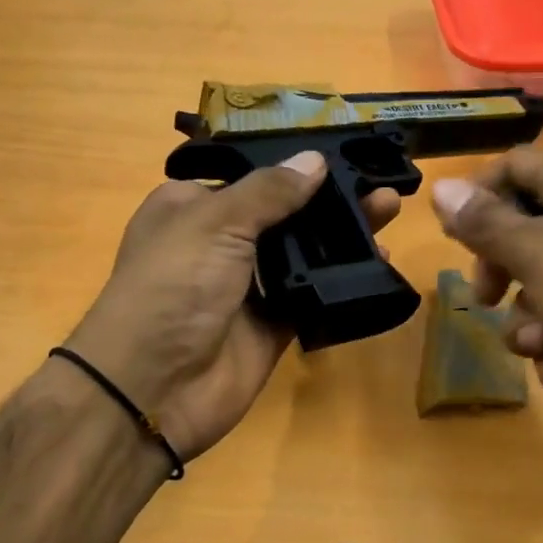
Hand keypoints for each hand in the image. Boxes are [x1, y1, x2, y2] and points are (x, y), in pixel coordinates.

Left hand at [66, 151, 400, 460]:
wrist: (154, 388)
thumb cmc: (173, 287)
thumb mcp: (215, 224)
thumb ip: (269, 192)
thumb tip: (315, 159)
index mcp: (191, 208)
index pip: (250, 177)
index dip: (292, 166)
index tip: (342, 154)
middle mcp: (218, 243)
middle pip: (282, 214)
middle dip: (328, 200)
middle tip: (378, 185)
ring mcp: (246, 287)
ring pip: (301, 254)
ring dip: (340, 237)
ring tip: (387, 212)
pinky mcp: (271, 325)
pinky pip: (311, 295)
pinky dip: (340, 281)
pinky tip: (377, 264)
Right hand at [430, 149, 542, 440]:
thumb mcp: (536, 254)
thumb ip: (484, 223)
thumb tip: (442, 188)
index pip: (514, 166)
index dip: (478, 196)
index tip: (454, 237)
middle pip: (522, 233)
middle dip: (501, 274)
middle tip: (488, 298)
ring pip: (541, 292)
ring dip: (533, 327)